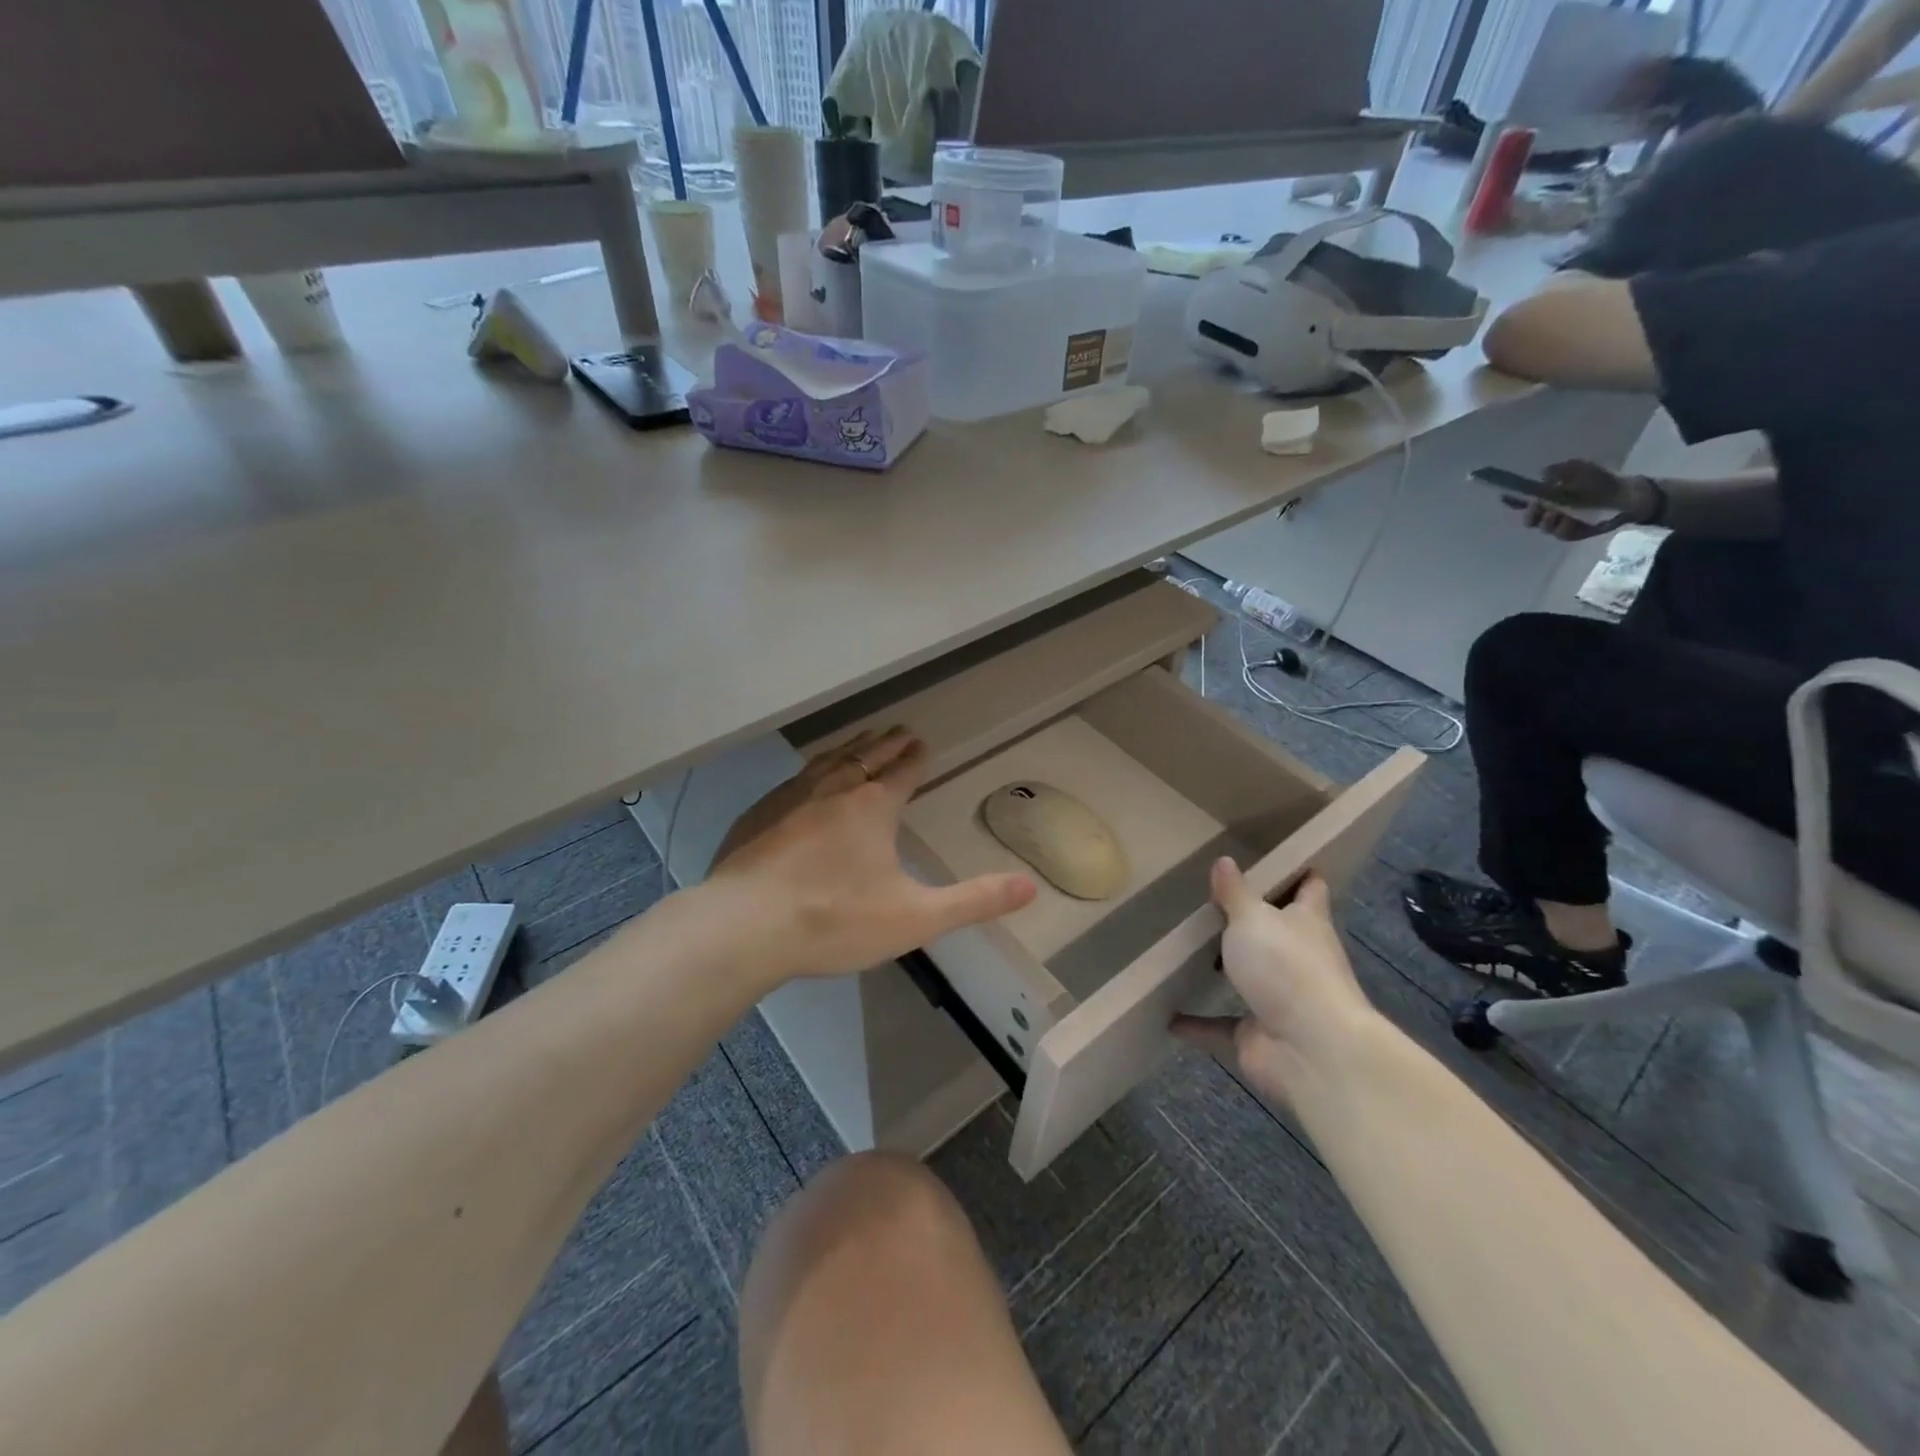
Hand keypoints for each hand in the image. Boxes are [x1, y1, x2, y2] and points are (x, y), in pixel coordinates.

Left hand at [706, 727, 1036, 984]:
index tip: (923, 745)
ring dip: (850, 747)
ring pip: (828, 760)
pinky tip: (805, 780)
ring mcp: (790, 797)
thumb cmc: (834, 920)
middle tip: (899, 731)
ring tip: (861, 740)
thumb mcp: (915, 918)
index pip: (902, 772)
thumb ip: (974, 901)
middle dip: (886, 744)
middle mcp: (833, 789)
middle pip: (867, 757)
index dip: (916, 759)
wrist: (743, 927)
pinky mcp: (757, 814)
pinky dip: (812, 769)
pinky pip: (794, 779)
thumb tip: (1030, 886)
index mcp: (872, 807)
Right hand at [1171, 862, 1378, 1105]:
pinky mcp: (1259, 1036)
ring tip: (1188, 953)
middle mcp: (1299, 959)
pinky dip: (1197, 1024)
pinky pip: (1220, 1026)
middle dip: (1254, 923)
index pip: (1310, 891)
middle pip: (1278, 934)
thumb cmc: (1287, 967)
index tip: (1284, 860)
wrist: (1312, 1050)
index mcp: (1307, 923)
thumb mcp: (1252, 918)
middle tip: (1213, 902)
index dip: (1300, 875)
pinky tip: (1168, 1017)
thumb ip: (1235, 892)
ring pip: (1251, 979)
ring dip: (1227, 971)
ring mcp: (1281, 1000)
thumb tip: (1225, 860)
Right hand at [1503, 460, 1656, 540]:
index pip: (1523, 499)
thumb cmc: (1601, 481)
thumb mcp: (1581, 469)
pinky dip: (1564, 528)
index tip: (1503, 496)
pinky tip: (1571, 521)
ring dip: (1548, 521)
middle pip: (1529, 517)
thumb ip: (1561, 470)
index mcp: (1547, 496)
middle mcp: (1549, 511)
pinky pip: (1561, 534)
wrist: (1627, 496)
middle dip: (1530, 514)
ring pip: (1543, 527)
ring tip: (1558, 514)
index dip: (1511, 500)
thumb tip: (1542, 474)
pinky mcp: (1571, 534)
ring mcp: (1559, 524)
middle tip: (1537, 509)